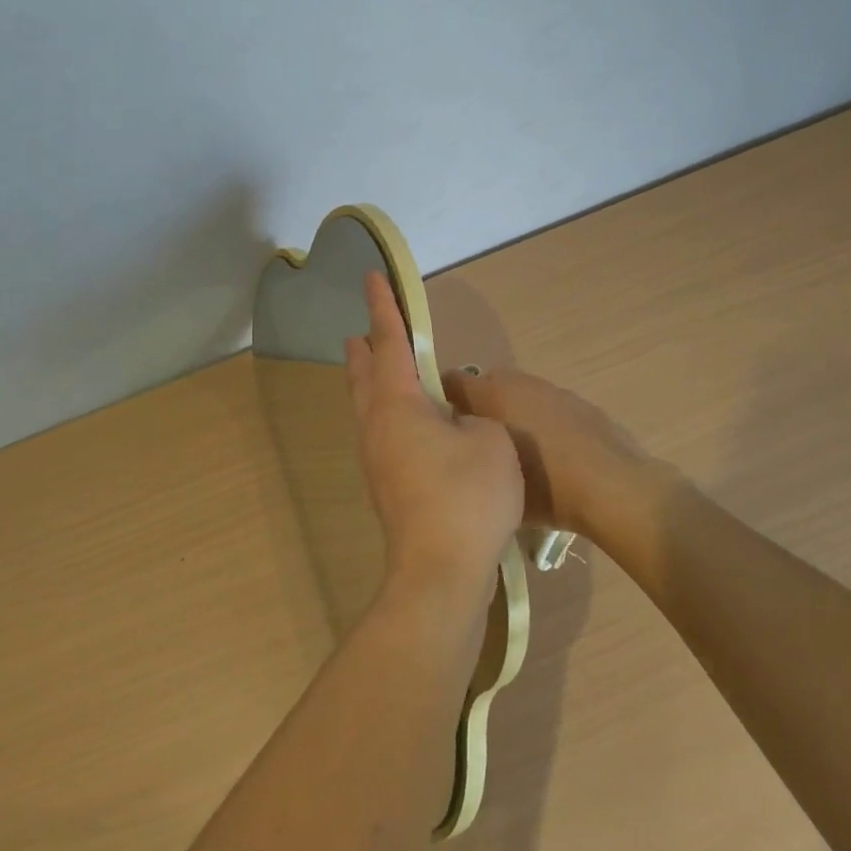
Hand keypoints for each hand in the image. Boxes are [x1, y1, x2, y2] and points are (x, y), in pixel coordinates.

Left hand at [344, 271, 523, 599]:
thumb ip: (474, 418)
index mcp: (398, 404)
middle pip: (364, 376)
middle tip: (361, 330)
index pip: (389, 342)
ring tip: (377, 368)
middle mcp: (377, 426)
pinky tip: (405, 424)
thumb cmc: (467, 496)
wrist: (440, 572)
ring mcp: (377, 460)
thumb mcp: (489, 441)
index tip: (372, 278)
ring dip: (370, 381)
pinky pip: (380, 432)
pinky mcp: (387, 487)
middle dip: (364, 349)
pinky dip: (385, 411)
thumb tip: (456, 423)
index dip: (384, 307)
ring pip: (367, 407)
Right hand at [438, 366, 658, 535]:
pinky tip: (553, 455)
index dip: (442, 400)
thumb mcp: (498, 482)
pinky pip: (549, 407)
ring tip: (519, 451)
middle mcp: (520, 384)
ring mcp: (554, 391)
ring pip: (521, 395)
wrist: (615, 489)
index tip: (440, 425)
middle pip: (487, 385)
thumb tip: (466, 450)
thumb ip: (474, 458)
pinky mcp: (581, 403)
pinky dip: (544, 422)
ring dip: (514, 413)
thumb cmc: (548, 489)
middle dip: (481, 407)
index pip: (452, 381)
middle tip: (480, 442)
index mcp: (493, 396)